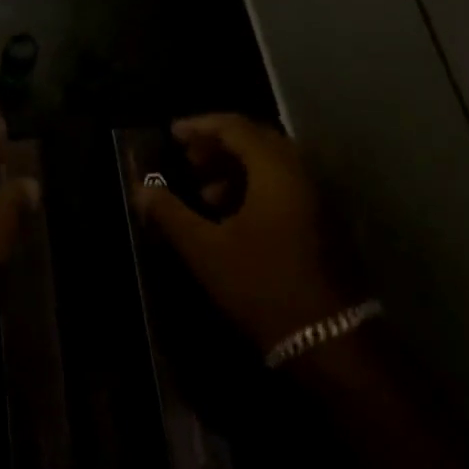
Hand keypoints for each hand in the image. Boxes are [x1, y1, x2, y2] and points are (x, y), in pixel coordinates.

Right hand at [135, 114, 362, 351]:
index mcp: (275, 170)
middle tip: (186, 158)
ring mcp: (315, 199)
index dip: (200, 126)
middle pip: (256, 140)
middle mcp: (300, 174)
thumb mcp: (205, 249)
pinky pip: (282, 186)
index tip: (171, 134)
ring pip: (270, 165)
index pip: (235, 127)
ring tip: (202, 192)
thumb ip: (170, 213)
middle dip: (217, 145)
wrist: (328, 342)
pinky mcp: (320, 223)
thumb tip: (140, 187)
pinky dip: (252, 187)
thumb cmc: (262, 285)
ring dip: (233, 168)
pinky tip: (228, 217)